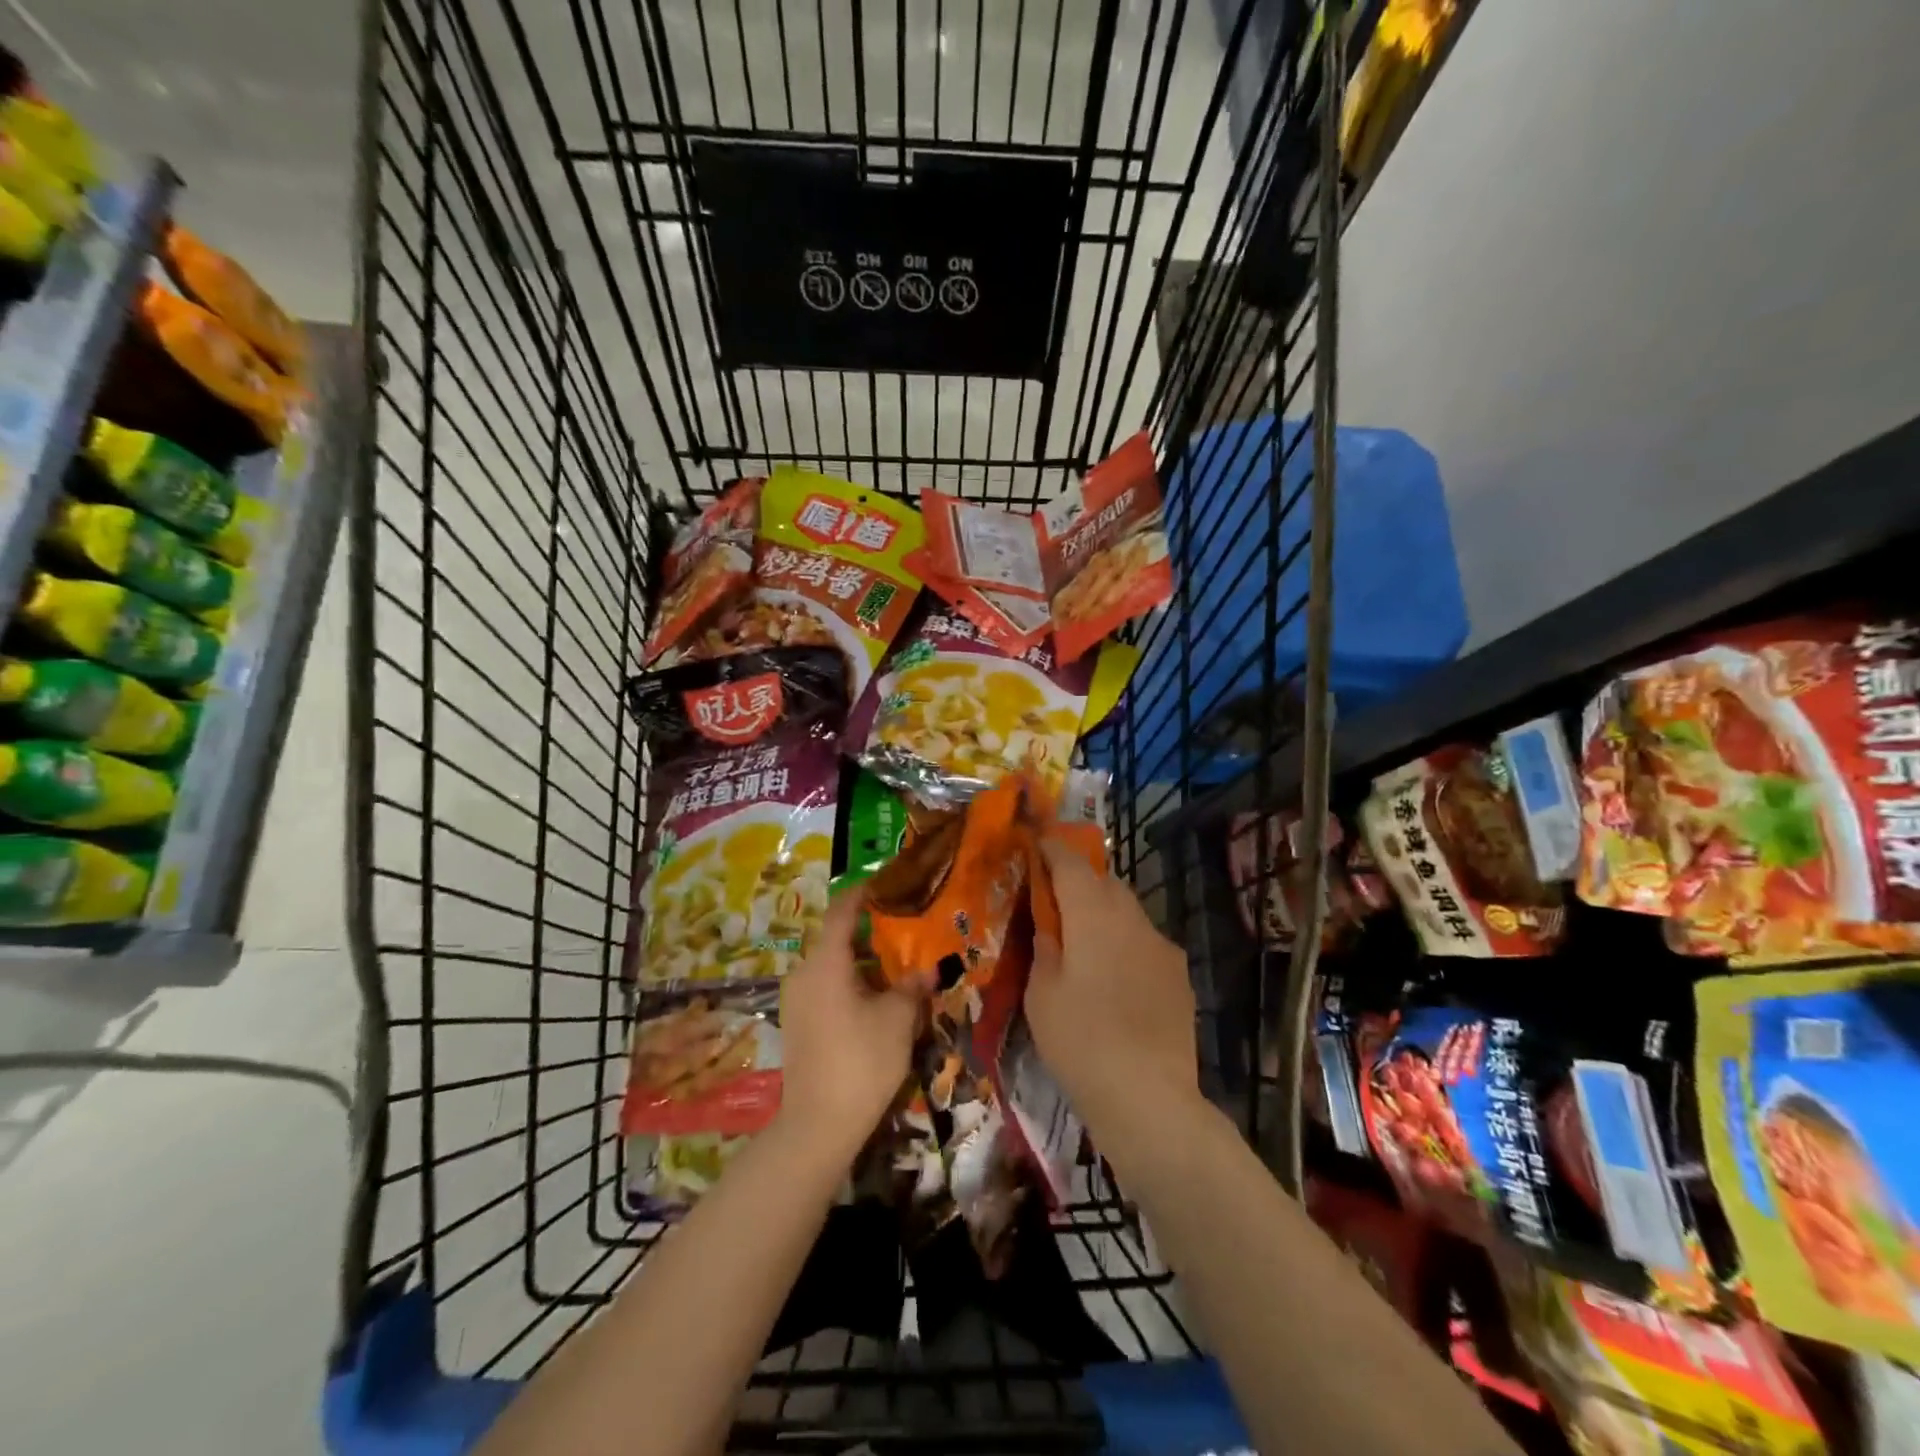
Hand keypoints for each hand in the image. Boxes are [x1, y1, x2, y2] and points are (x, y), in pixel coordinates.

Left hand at [777, 888, 922, 1161]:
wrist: (818, 1126)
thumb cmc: (861, 1061)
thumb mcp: (897, 1020)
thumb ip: (911, 987)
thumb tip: (926, 970)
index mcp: (825, 962)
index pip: (841, 910)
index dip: (863, 892)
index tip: (887, 883)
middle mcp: (803, 972)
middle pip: (835, 938)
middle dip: (868, 931)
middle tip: (902, 929)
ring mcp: (796, 1000)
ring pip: (830, 965)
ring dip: (860, 961)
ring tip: (894, 965)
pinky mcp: (797, 1023)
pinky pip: (824, 987)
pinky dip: (848, 982)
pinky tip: (874, 999)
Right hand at [1027, 837, 1198, 1137]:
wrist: (1149, 1096)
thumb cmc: (1080, 1041)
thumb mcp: (1041, 994)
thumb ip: (1044, 947)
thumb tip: (1049, 925)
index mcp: (1093, 915)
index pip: (1070, 863)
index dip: (1051, 849)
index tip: (1037, 843)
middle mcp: (1132, 919)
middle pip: (1105, 881)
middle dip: (1080, 880)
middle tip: (1056, 899)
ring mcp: (1161, 946)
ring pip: (1128, 911)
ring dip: (1105, 913)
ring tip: (1085, 942)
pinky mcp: (1179, 975)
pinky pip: (1145, 943)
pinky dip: (1126, 944)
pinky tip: (1116, 979)